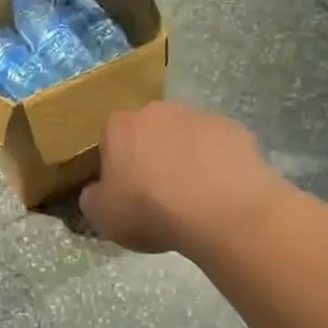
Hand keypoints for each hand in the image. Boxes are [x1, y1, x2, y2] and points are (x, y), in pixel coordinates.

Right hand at [81, 102, 288, 254]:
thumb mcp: (102, 216)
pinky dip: (217, 163)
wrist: (221, 211)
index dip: (116, 164)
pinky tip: (221, 192)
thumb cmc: (151, 210)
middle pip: (149, 131)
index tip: (125, 190)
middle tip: (159, 192)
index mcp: (120, 126)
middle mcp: (157, 111)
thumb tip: (97, 191)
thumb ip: (92, 197)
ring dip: (186, 157)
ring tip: (194, 196)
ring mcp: (199, 116)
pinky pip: (219, 147)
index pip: (109, 138)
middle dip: (151, 154)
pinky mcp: (235, 130)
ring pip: (186, 136)